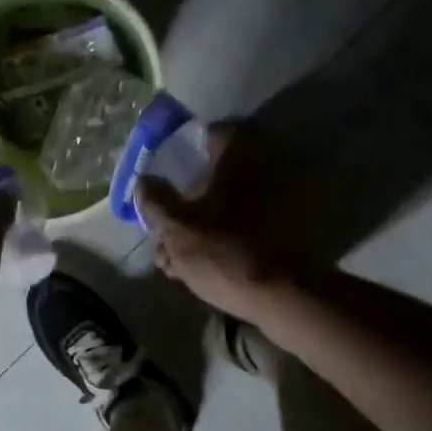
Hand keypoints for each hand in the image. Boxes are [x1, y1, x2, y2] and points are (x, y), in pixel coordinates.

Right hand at [136, 125, 307, 320]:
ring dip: (199, 228)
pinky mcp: (284, 236)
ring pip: (226, 209)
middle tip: (163, 226)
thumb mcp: (177, 228)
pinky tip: (196, 271)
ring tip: (172, 260)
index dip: (190, 146)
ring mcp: (278, 206)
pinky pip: (242, 231)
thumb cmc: (225, 252)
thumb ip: (155, 201)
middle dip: (187, 201)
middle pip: (216, 177)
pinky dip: (219, 244)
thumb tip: (144, 181)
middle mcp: (262, 174)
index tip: (170, 166)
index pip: (215, 133)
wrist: (287, 297)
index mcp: (237, 161)